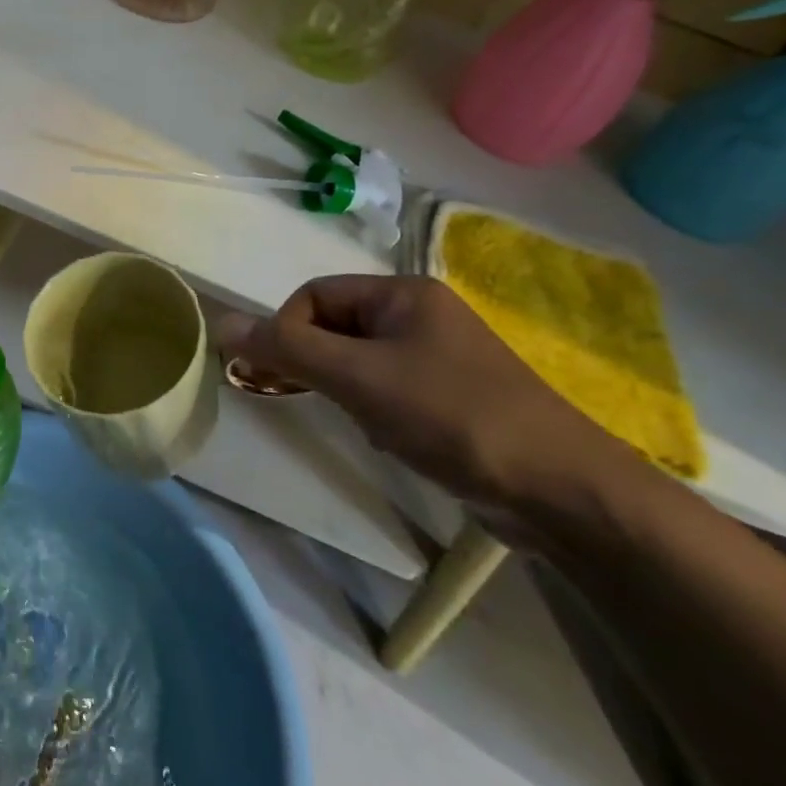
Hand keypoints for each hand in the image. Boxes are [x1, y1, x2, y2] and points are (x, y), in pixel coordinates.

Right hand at [216, 275, 636, 540]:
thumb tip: (221, 324)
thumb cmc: (453, 416)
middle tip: (299, 398)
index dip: (286, 330)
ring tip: (358, 421)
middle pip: (336, 325)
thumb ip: (287, 349)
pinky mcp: (451, 397)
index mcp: (403, 294)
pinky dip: (372, 408)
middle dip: (314, 362)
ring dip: (343, 388)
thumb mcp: (359, 378)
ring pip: (359, 360)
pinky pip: (387, 387)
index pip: (315, 294)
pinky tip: (387, 437)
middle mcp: (421, 315)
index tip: (276, 374)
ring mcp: (440, 357)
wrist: (563, 492)